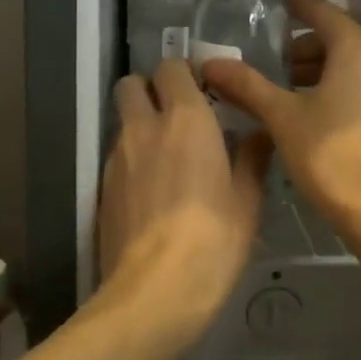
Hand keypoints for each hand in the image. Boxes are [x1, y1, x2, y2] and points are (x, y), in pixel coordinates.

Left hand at [98, 60, 270, 339]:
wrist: (153, 292)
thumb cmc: (213, 242)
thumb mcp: (247, 202)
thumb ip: (252, 159)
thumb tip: (259, 135)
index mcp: (186, 120)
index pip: (172, 68)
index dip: (186, 73)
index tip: (205, 91)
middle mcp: (144, 127)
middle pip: (131, 83)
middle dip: (150, 88)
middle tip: (177, 114)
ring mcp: (116, 157)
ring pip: (123, 120)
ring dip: (141, 124)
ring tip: (167, 156)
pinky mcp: (101, 187)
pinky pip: (116, 155)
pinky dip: (132, 158)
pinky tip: (152, 190)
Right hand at [202, 0, 360, 237]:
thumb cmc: (331, 155)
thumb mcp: (282, 117)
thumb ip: (247, 85)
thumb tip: (210, 63)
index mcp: (358, 49)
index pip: (323, 14)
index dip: (300, 7)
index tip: (282, 2)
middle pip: (340, 40)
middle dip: (305, 49)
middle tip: (273, 65)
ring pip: (354, 66)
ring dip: (321, 71)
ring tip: (288, 93)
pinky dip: (340, 88)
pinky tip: (315, 114)